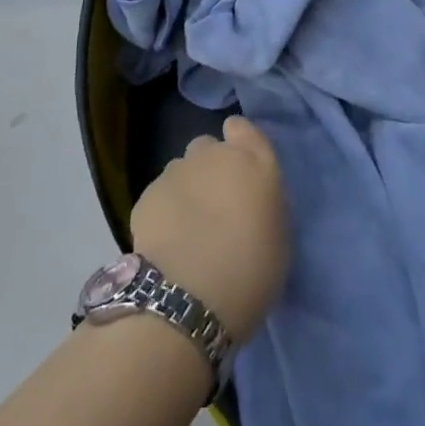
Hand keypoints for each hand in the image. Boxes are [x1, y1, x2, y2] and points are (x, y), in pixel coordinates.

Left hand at [131, 117, 289, 344]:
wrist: (189, 297)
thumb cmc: (250, 271)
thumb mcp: (278, 235)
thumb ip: (263, 203)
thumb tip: (249, 201)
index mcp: (254, 162)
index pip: (243, 128)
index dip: (238, 141)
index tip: (239, 167)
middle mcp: (214, 156)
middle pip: (208, 147)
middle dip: (209, 167)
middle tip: (214, 204)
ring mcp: (176, 172)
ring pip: (181, 169)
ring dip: (186, 187)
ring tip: (186, 226)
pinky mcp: (146, 195)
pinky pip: (159, 194)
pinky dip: (163, 210)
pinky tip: (166, 240)